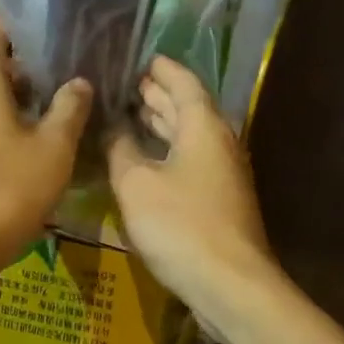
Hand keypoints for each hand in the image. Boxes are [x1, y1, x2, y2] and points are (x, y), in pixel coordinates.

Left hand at [0, 21, 92, 277]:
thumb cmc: (8, 188)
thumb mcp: (53, 147)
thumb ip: (69, 108)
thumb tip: (79, 82)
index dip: (20, 30)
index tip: (52, 35)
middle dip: (27, 69)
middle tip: (66, 76)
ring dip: (17, 100)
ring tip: (56, 109)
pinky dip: (3, 124)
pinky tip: (32, 144)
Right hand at [107, 57, 275, 321]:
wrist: (230, 284)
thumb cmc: (181, 225)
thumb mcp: (136, 184)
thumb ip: (120, 150)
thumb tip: (114, 129)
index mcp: (204, 127)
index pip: (184, 83)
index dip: (162, 69)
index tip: (141, 58)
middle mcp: (219, 143)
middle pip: (189, 109)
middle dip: (159, 95)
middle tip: (127, 85)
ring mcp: (223, 174)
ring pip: (190, 137)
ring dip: (163, 124)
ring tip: (132, 114)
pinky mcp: (219, 201)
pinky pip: (191, 161)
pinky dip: (168, 151)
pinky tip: (145, 160)